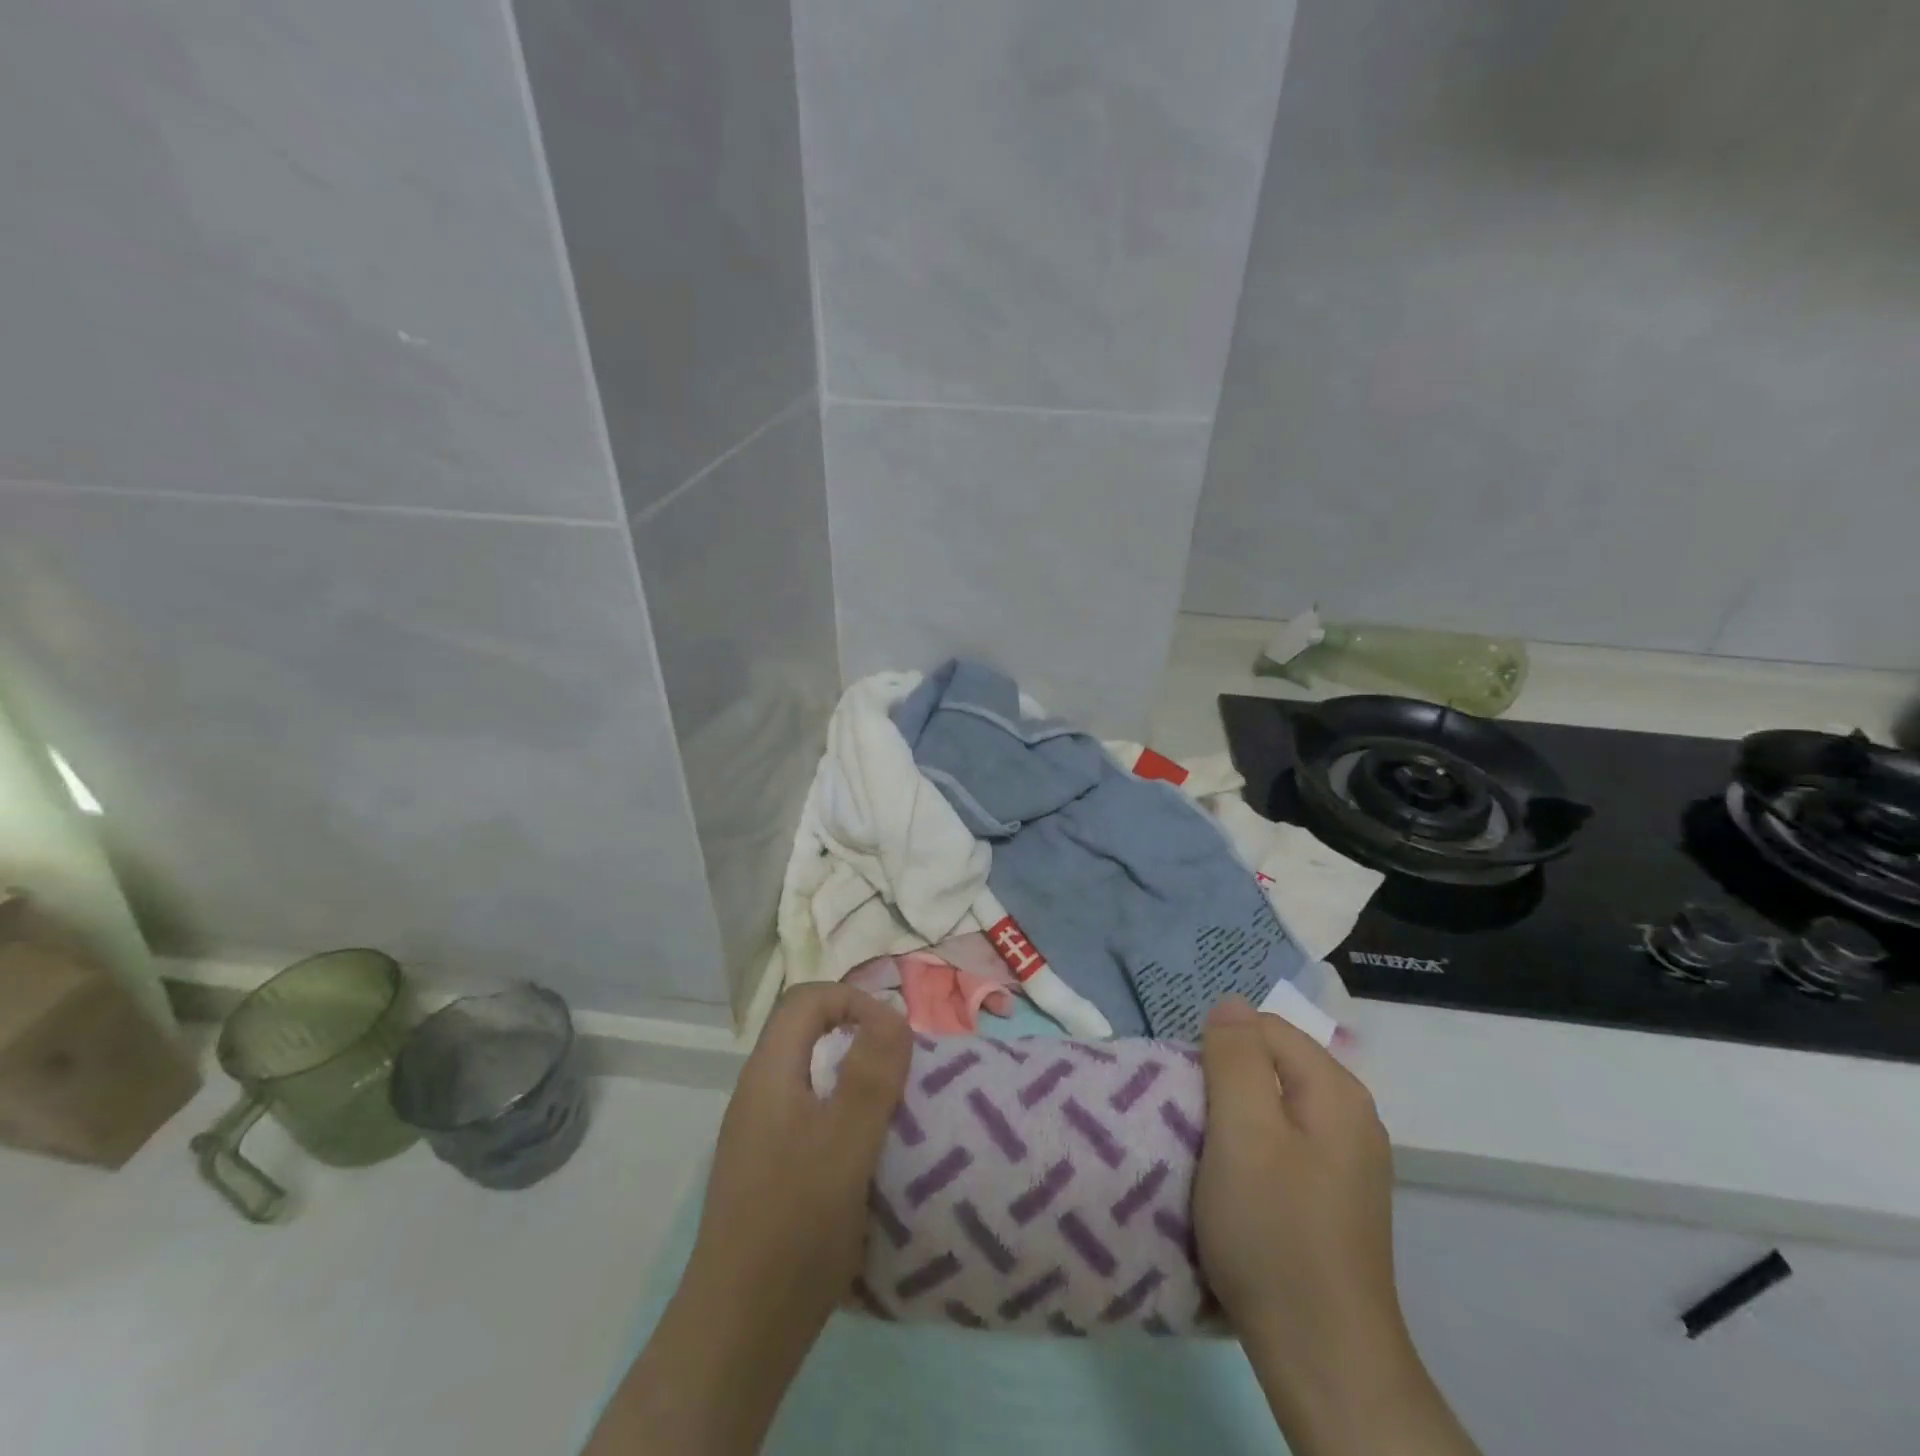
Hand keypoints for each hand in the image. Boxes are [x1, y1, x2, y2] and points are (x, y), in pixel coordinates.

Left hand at [585, 983, 910, 1455]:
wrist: (740, 1329)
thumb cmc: (794, 1224)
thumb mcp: (844, 1142)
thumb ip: (870, 1074)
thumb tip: (893, 1014)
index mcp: (770, 1073)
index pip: (807, 1000)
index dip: (853, 1001)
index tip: (894, 1038)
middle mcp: (760, 1093)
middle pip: (810, 1034)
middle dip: (861, 1040)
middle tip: (902, 1075)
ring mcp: (761, 1133)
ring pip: (814, 1078)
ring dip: (857, 1082)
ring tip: (894, 1114)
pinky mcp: (770, 1169)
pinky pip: (813, 1118)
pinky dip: (846, 1119)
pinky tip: (869, 1158)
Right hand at [1196, 998, 1478, 1455]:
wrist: (1322, 1358)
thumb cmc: (1273, 1231)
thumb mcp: (1242, 1131)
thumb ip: (1234, 1057)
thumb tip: (1230, 1004)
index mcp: (1336, 1091)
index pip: (1264, 1028)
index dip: (1219, 1050)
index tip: (1191, 1096)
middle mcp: (1351, 1117)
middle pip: (1270, 1065)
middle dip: (1224, 1082)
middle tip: (1192, 1125)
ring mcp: (1346, 1162)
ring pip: (1272, 1106)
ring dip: (1232, 1119)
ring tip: (1203, 1155)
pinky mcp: (1332, 1198)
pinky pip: (1281, 1144)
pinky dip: (1249, 1151)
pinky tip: (1233, 1187)